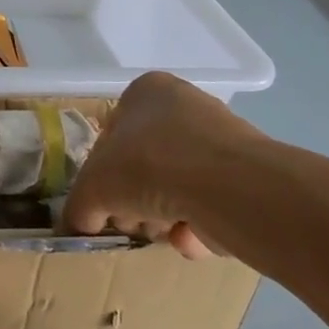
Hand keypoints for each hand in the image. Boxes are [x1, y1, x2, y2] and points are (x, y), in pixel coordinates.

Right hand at [63, 70, 264, 258]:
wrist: (226, 186)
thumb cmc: (148, 165)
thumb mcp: (93, 187)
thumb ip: (79, 206)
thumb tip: (80, 223)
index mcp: (146, 91)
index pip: (112, 133)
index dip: (103, 173)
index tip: (104, 200)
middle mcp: (186, 107)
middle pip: (144, 164)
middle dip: (135, 201)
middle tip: (132, 221)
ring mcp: (221, 141)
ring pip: (176, 188)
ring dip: (163, 217)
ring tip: (164, 231)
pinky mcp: (248, 177)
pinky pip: (209, 205)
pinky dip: (197, 226)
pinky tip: (191, 237)